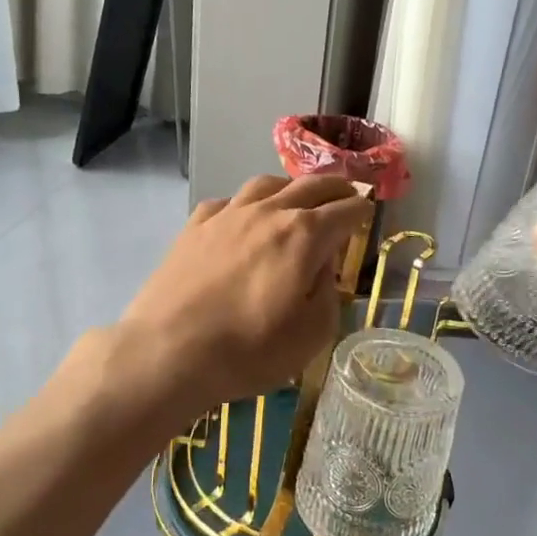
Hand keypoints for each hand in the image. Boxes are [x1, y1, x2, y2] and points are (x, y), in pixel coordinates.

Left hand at [116, 173, 372, 411]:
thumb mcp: (312, 334)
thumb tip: (322, 267)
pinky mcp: (194, 227)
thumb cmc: (249, 350)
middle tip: (347, 192)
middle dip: (336, 187)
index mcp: (304, 235)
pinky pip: (228, 202)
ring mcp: (227, 215)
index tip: (369, 213)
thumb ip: (328, 293)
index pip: (345, 211)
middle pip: (310, 186)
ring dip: (291, 186)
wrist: (168, 351)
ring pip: (267, 184)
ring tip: (298, 196)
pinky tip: (244, 216)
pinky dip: (247, 203)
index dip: (362, 211)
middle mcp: (268, 213)